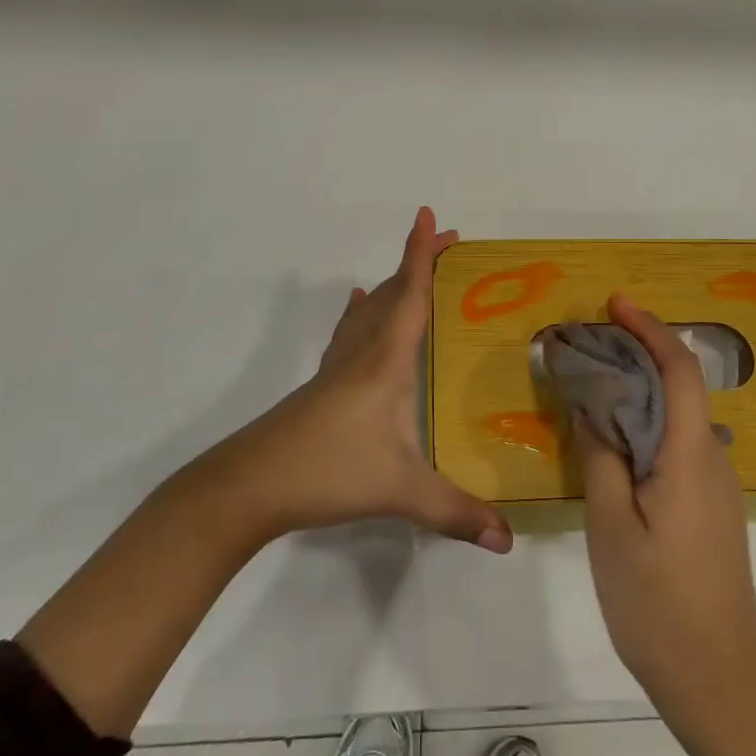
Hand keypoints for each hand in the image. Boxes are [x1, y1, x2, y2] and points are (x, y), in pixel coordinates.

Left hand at [208, 207, 511, 552]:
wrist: (248, 486)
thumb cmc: (326, 473)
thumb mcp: (398, 492)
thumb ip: (455, 512)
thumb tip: (507, 540)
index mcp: (385, 362)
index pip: (410, 296)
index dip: (422, 255)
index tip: (429, 215)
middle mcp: (362, 353)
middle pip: (393, 293)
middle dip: (420, 262)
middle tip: (451, 243)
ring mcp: (337, 366)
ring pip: (370, 309)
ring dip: (395, 283)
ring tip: (416, 271)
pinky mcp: (322, 384)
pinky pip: (349, 331)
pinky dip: (362, 310)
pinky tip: (357, 305)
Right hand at [576, 295, 755, 705]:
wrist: (718, 676)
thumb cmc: (657, 599)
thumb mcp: (610, 524)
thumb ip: (600, 456)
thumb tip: (591, 408)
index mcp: (691, 454)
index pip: (679, 369)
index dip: (650, 329)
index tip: (615, 305)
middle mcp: (713, 457)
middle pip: (679, 386)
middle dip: (637, 354)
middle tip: (587, 346)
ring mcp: (716, 484)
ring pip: (676, 417)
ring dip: (638, 392)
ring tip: (590, 389)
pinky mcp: (711, 506)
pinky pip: (677, 445)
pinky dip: (645, 425)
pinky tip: (612, 442)